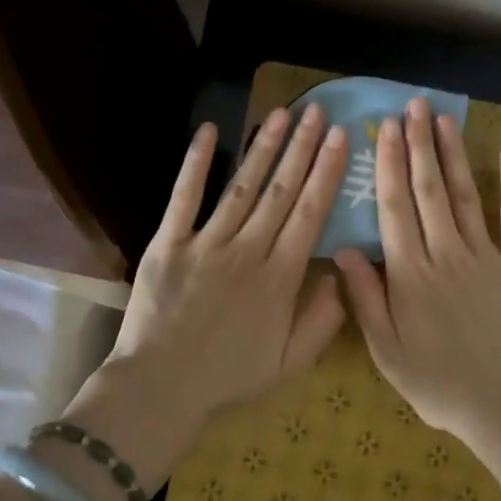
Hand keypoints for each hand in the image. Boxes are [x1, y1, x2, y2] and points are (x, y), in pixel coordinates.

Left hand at [75, 105, 349, 480]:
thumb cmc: (228, 378)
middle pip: (282, 191)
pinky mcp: (169, 243)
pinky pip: (184, 197)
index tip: (340, 139)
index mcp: (280, 279)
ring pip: (242, 186)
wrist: (160, 388)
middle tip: (318, 112)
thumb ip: (322, 320)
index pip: (311, 214)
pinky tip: (210, 131)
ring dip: (264, 147)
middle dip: (302, 148)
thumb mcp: (290, 364)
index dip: (327, 172)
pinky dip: (197, 163)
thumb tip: (338, 274)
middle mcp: (248, 251)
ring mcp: (206, 244)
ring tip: (282, 114)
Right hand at [334, 97, 500, 448]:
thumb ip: (366, 299)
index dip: (388, 165)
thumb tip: (344, 250)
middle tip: (413, 106)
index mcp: (411, 274)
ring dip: (453, 155)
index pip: (394, 208)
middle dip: (418, 145)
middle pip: (429, 190)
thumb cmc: (440, 383)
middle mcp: (447, 254)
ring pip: (466, 195)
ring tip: (443, 119)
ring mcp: (486, 256)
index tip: (384, 129)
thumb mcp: (388, 352)